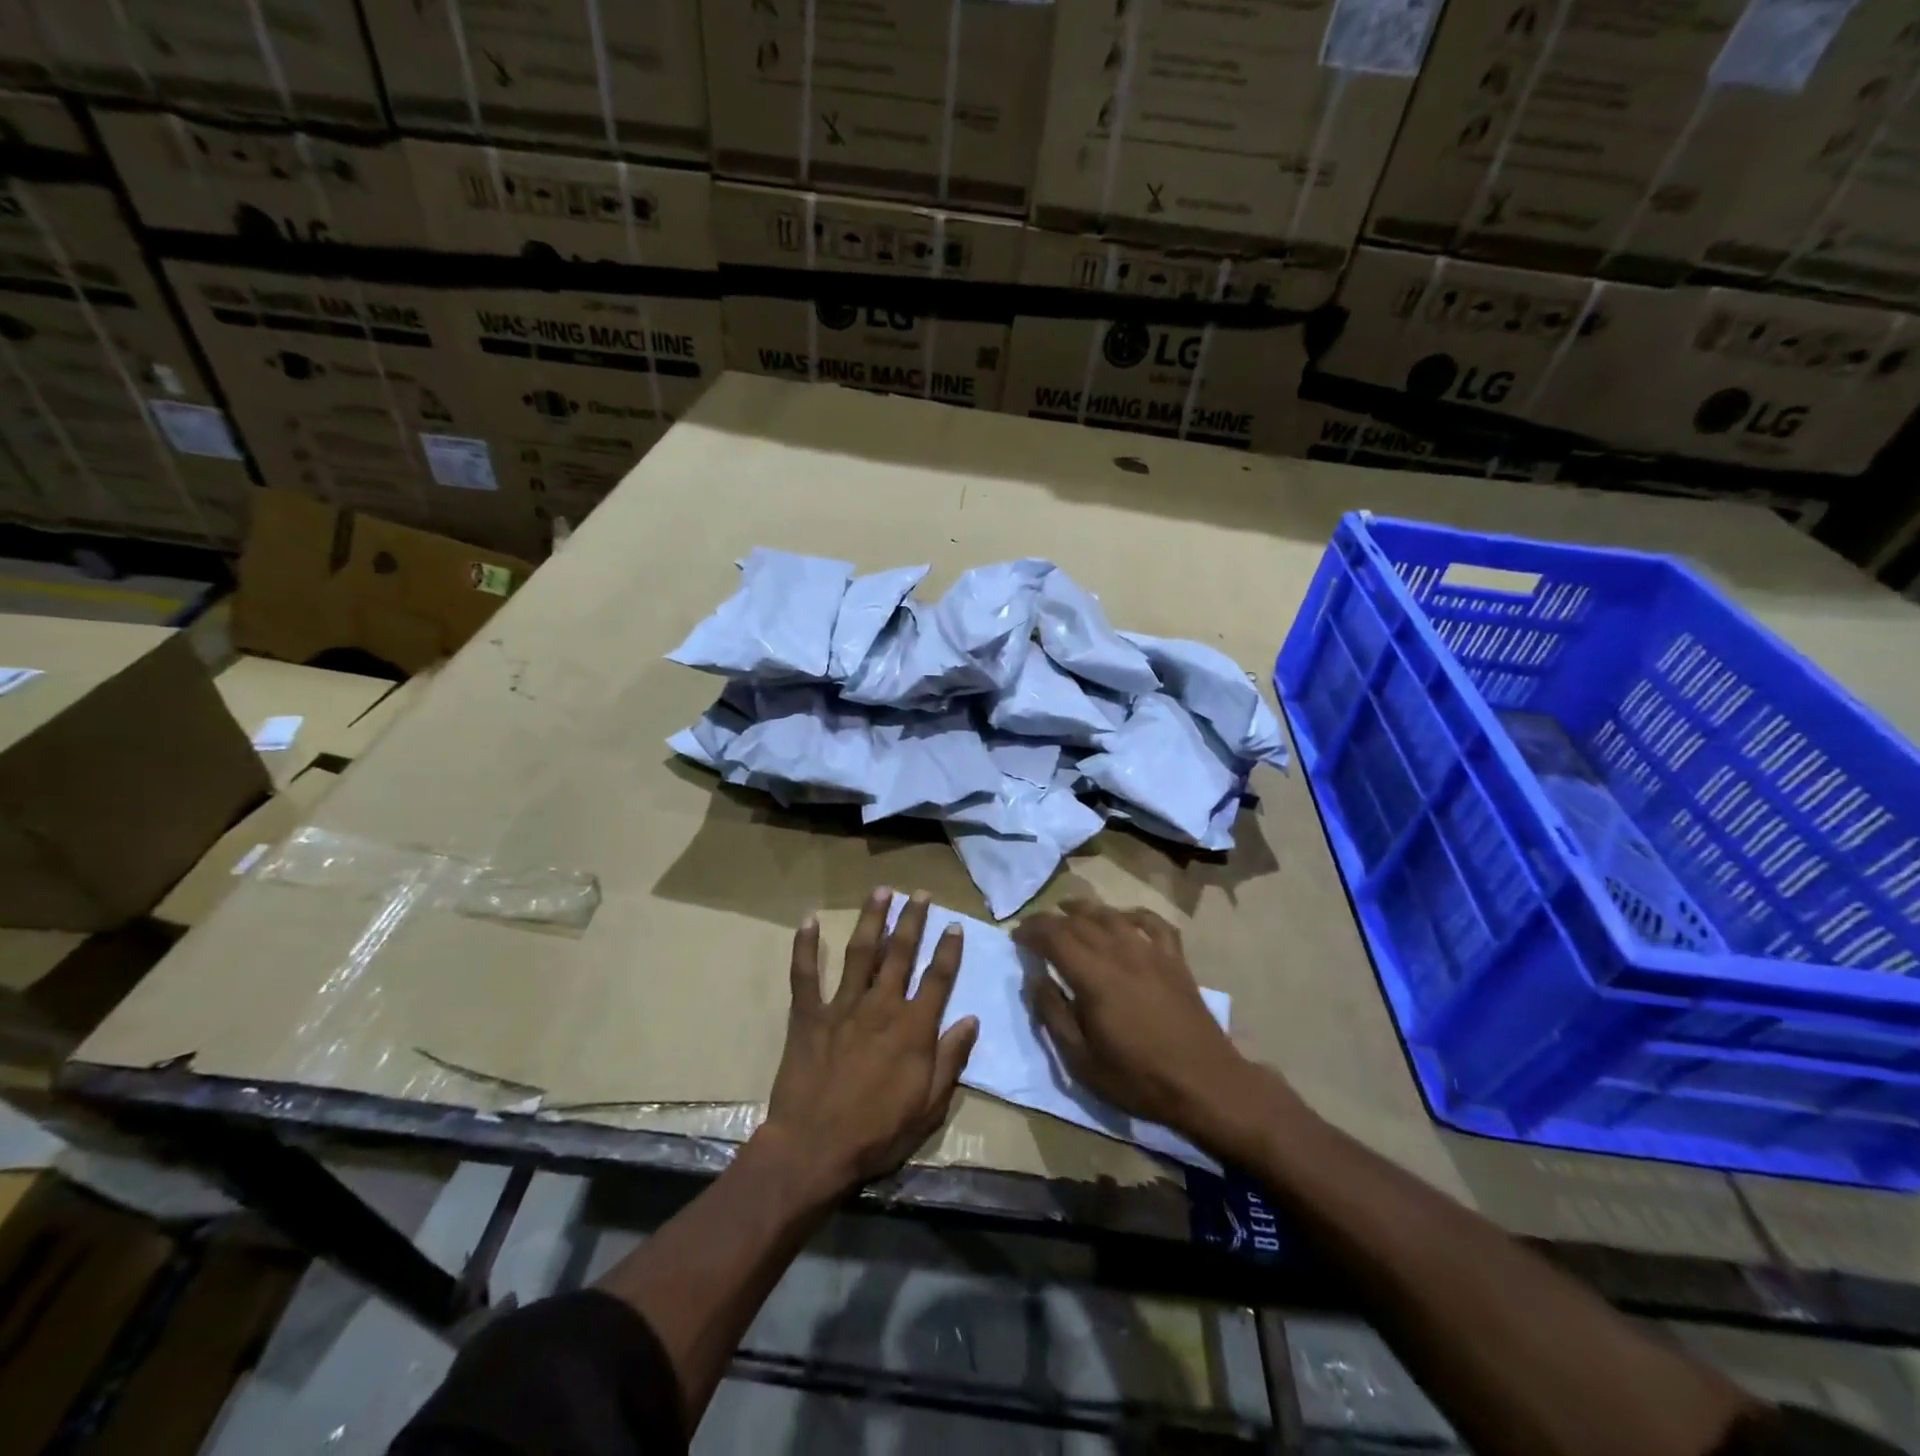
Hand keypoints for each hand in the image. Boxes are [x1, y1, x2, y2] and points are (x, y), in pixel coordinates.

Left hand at [762, 887, 978, 1194]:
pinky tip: (808, 920)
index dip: (948, 949)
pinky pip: (805, 975)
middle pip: (901, 952)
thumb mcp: (929, 1105)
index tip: (954, 924)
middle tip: (920, 893)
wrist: (814, 1149)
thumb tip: (971, 1019)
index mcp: (913, 1027)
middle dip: (913, 919)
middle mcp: (881, 1006)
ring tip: (881, 891)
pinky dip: (805, 947)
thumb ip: (950, 1058)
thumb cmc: (878, 1133)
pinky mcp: (809, 1015)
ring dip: (872, 919)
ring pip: (860, 952)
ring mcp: (842, 1006)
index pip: (938, 978)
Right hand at [1015, 900, 1262, 1142]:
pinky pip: (1153, 923)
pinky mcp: (1175, 959)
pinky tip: (1123, 918)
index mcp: (1093, 976)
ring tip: (1068, 910)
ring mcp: (1151, 951)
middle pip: (1079, 921)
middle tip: (1035, 929)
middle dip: (1051, 920)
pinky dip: (1133, 914)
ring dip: (1085, 909)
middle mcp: (1120, 952)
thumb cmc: (1137, 1078)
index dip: (1031, 931)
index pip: (1054, 936)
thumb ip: (1052, 1014)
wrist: (1205, 1083)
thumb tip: (1034, 979)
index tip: (1016, 937)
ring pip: (1112, 915)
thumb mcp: (1080, 1060)